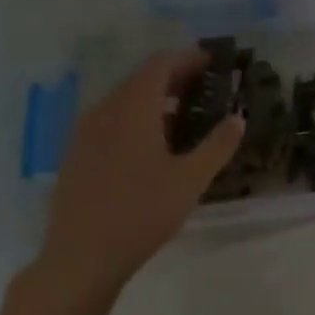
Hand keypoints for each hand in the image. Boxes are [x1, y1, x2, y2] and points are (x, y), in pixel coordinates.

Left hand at [26, 49, 243, 304]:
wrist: (81, 256)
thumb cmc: (141, 213)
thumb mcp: (190, 181)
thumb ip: (217, 146)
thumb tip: (238, 118)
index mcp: (133, 110)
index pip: (160, 66)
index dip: (188, 59)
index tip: (213, 62)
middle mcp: (105, 111)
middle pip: (140, 79)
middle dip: (173, 77)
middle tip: (204, 87)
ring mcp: (85, 133)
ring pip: (123, 100)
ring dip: (153, 98)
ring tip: (182, 114)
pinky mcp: (76, 154)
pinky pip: (109, 119)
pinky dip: (134, 117)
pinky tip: (150, 143)